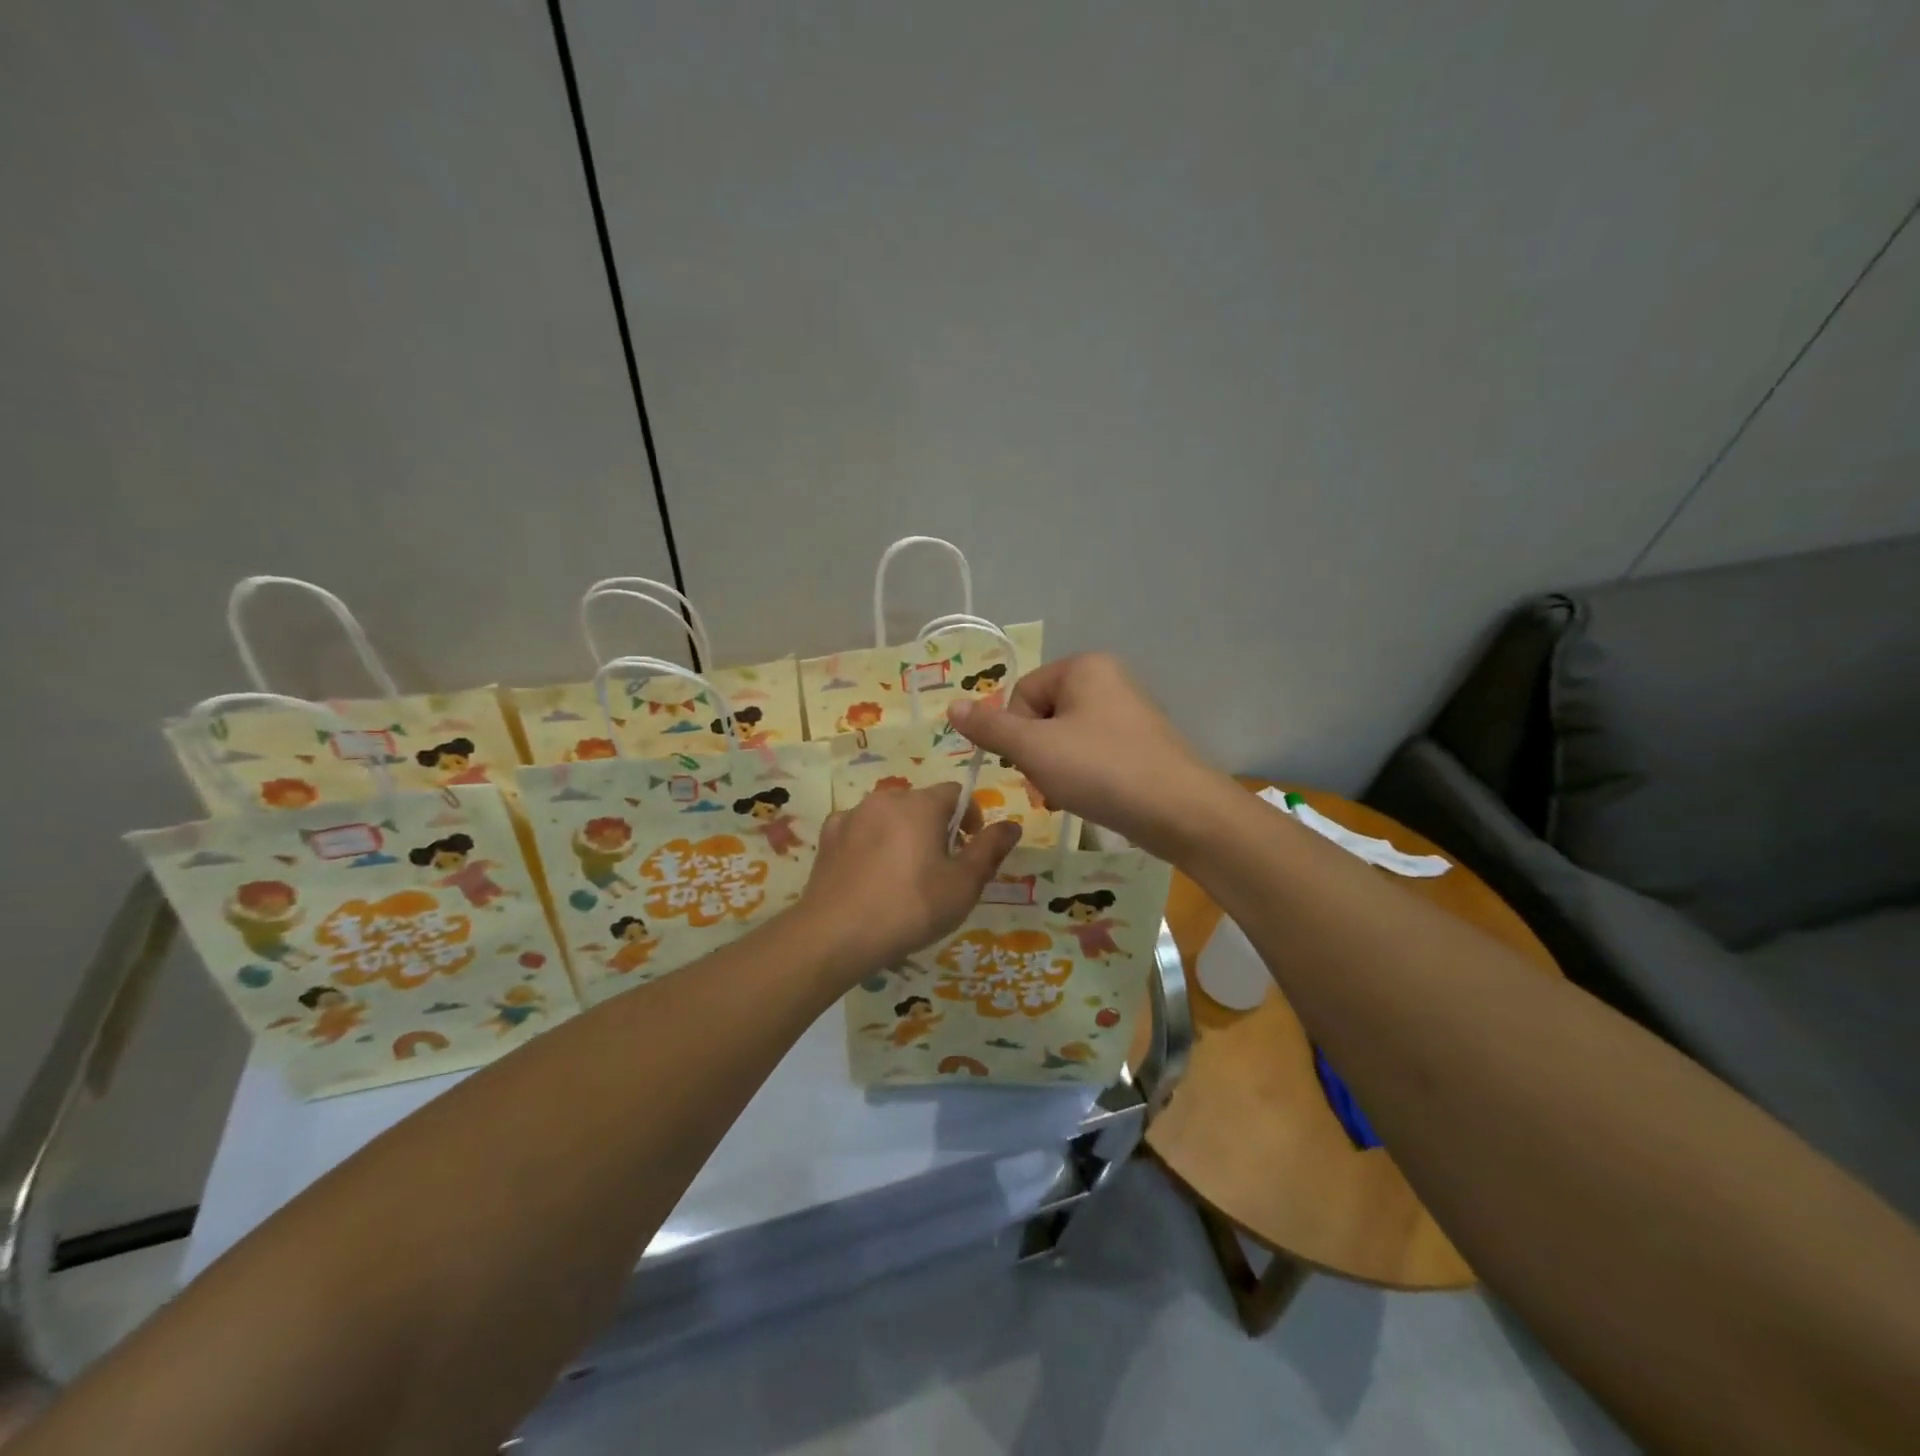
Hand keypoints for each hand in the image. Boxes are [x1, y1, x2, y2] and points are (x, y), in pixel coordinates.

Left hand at [798, 783, 1022, 977]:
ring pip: (889, 817)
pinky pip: (860, 831)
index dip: (970, 818)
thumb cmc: (910, 908)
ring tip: (903, 878)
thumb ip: (990, 850)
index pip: (956, 793)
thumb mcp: (963, 885)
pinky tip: (870, 877)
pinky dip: (870, 845)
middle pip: (921, 803)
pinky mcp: (828, 837)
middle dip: (936, 828)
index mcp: (920, 804)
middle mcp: (885, 799)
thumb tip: (1012, 825)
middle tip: (940, 870)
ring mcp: (851, 816)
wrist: (835, 935)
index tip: (970, 851)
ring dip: (903, 835)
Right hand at [947, 653, 1225, 860]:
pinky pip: (1092, 755)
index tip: (1028, 762)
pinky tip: (1089, 799)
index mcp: (1083, 667)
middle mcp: (1107, 680)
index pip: (1022, 694)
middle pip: (1042, 717)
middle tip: (1048, 784)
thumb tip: (952, 706)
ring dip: (1055, 771)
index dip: (1015, 732)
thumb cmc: (1101, 769)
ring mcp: (1127, 713)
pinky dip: (1082, 777)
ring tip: (1069, 796)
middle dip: (1036, 755)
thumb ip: (990, 727)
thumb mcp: (1035, 748)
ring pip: (1065, 741)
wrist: (1180, 811)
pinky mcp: (1139, 745)